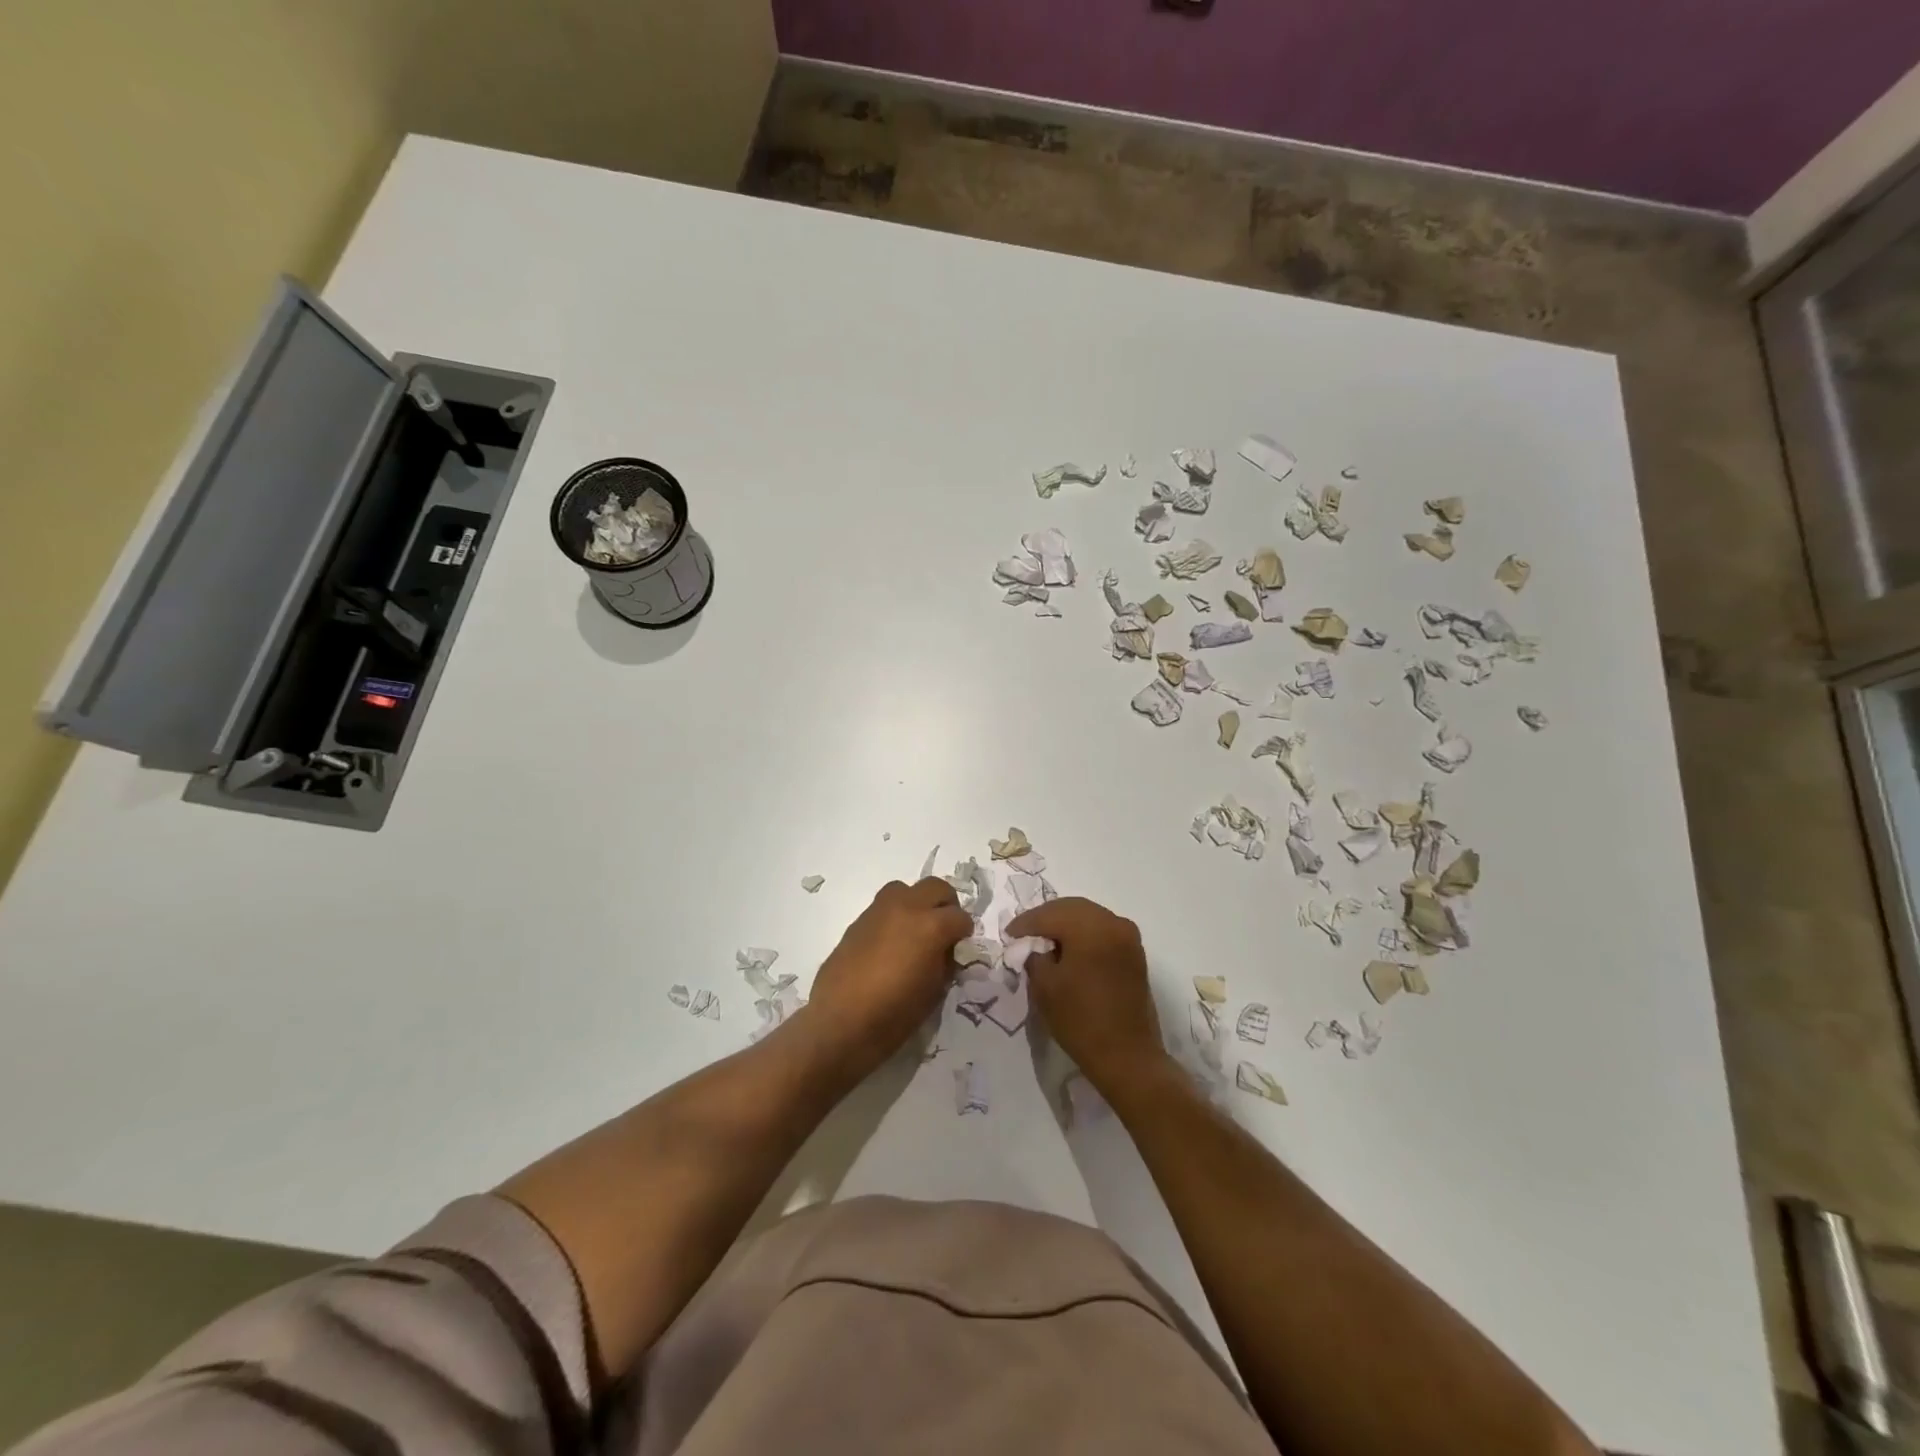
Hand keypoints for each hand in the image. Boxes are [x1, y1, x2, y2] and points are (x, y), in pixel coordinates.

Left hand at [800, 878, 970, 1080]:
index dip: (964, 933)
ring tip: (916, 931)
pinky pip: (884, 906)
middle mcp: (907, 908)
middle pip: (936, 887)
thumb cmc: (894, 1014)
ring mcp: (879, 910)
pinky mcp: (859, 920)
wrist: (840, 1022)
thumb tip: (946, 950)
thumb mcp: (934, 992)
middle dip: (946, 906)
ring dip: (917, 904)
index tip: (961, 949)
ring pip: (906, 889)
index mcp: (931, 926)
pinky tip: (891, 944)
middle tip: (944, 930)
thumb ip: (945, 962)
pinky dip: (895, 916)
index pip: (961, 917)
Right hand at [1004, 896, 1168, 1094]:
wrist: (1127, 1056)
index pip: (1049, 914)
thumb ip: (1034, 956)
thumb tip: (1033, 946)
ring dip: (1065, 925)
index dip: (1025, 923)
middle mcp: (1113, 922)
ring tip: (1044, 941)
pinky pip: (1102, 930)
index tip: (1008, 934)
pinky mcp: (1134, 952)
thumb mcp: (1045, 986)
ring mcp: (1128, 936)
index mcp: (1091, 927)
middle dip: (1045, 919)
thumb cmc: (1081, 1020)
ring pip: (1088, 917)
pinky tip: (1068, 949)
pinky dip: (1082, 934)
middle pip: (1071, 908)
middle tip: (1023, 934)